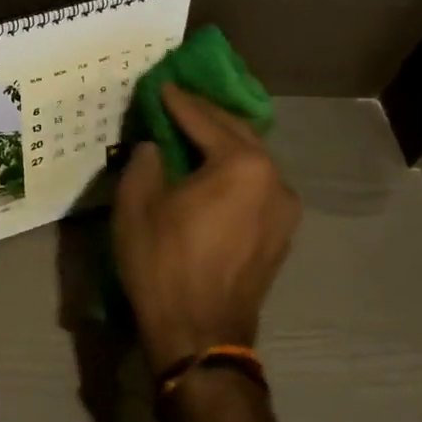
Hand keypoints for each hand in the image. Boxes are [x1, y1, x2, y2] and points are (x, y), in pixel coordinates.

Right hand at [112, 85, 301, 375]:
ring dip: (224, 142)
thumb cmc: (164, 264)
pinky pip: (257, 185)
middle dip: (207, 115)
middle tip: (178, 101)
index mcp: (242, 165)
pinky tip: (213, 170)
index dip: (178, 101)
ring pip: (253, 160)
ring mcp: (285, 209)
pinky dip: (235, 170)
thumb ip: (146, 161)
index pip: (205, 120)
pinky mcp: (281, 234)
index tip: (161, 85)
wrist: (200, 336)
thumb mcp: (137, 204)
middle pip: (238, 133)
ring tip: (195, 132)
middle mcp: (274, 179)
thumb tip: (156, 148)